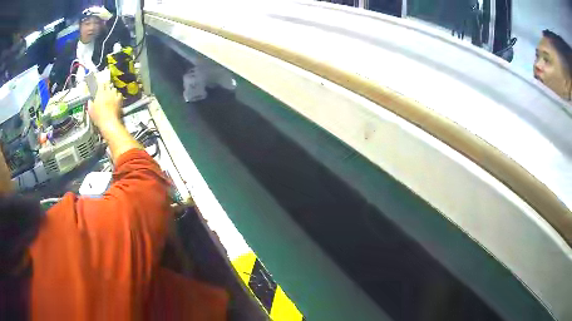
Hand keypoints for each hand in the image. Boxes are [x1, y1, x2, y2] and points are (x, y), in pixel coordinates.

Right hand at [88, 84, 122, 131]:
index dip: (100, 84)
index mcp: (100, 93)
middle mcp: (108, 92)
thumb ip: (90, 104)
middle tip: (105, 88)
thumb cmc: (99, 117)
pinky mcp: (119, 99)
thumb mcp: (91, 111)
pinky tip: (116, 98)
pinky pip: (119, 94)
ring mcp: (114, 95)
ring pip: (114, 88)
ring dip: (112, 90)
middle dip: (106, 85)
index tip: (100, 85)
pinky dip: (118, 95)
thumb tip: (90, 101)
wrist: (109, 122)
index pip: (101, 84)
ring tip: (110, 94)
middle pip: (108, 84)